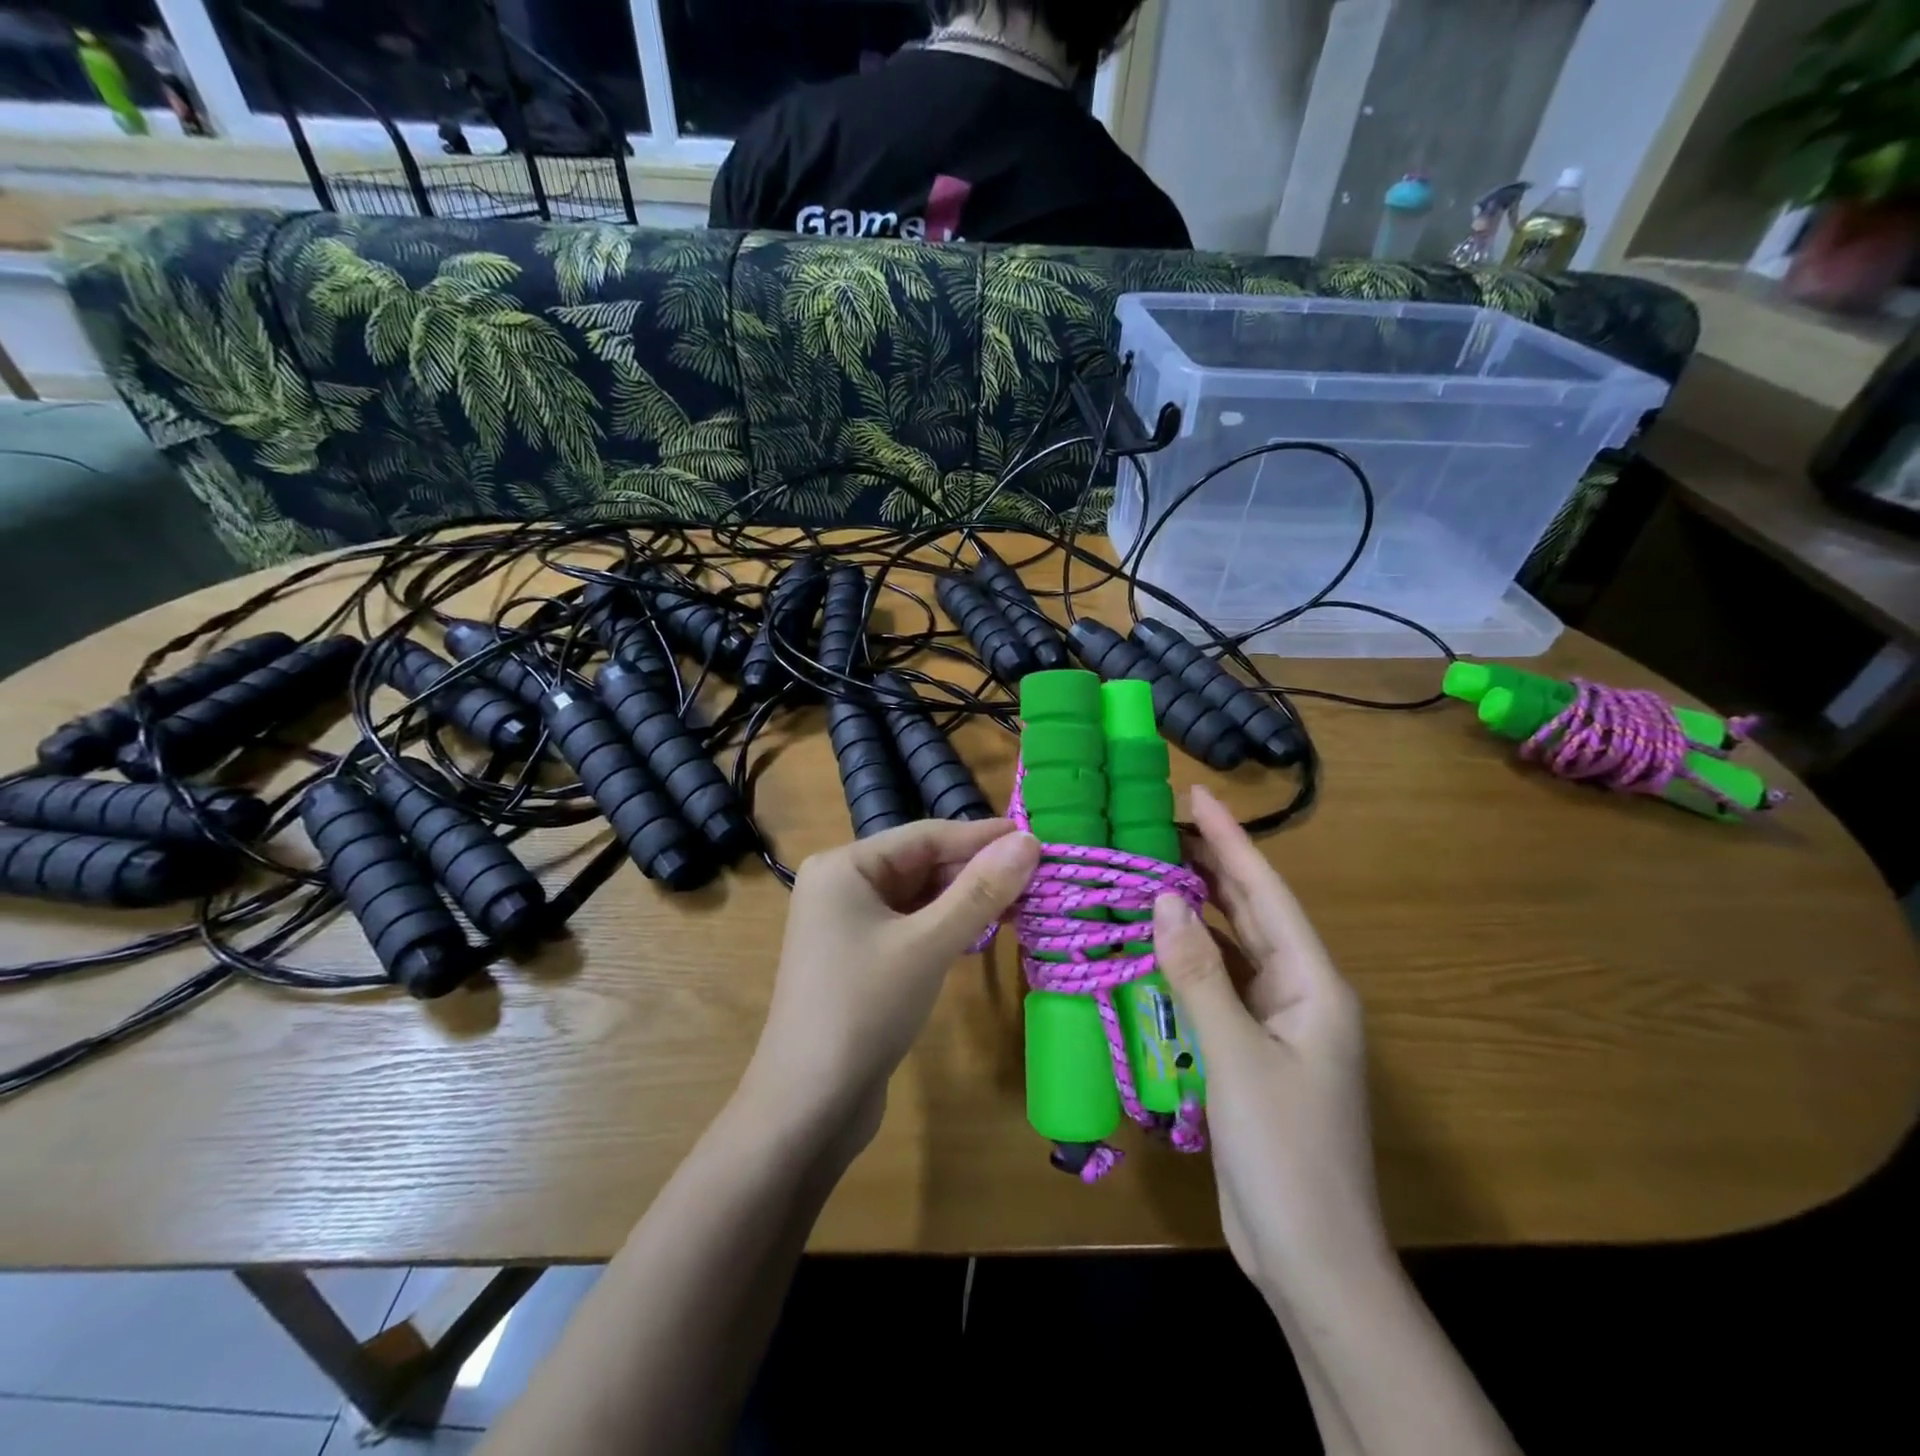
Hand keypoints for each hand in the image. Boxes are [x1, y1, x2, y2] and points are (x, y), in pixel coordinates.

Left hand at [742, 818, 1040, 1156]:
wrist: (807, 1107)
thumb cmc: (864, 1008)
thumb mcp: (928, 943)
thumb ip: (980, 890)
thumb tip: (1029, 841)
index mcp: (844, 866)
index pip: (924, 835)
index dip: (981, 836)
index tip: (1035, 837)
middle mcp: (841, 886)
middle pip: (921, 864)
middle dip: (976, 871)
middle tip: (1036, 876)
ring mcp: (847, 926)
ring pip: (918, 898)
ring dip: (965, 900)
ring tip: (1022, 903)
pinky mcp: (858, 961)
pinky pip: (910, 927)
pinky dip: (946, 927)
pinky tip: (983, 933)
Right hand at [1152, 785, 1385, 1303]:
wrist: (1312, 1260)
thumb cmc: (1285, 1154)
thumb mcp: (1236, 1058)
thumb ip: (1199, 975)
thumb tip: (1166, 900)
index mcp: (1313, 985)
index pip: (1266, 894)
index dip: (1231, 841)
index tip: (1198, 795)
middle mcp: (1300, 994)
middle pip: (1252, 914)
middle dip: (1213, 866)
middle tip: (1162, 824)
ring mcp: (1277, 1025)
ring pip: (1233, 949)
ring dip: (1198, 911)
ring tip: (1154, 868)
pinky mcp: (1253, 1053)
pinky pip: (1218, 987)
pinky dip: (1188, 960)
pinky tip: (1156, 944)